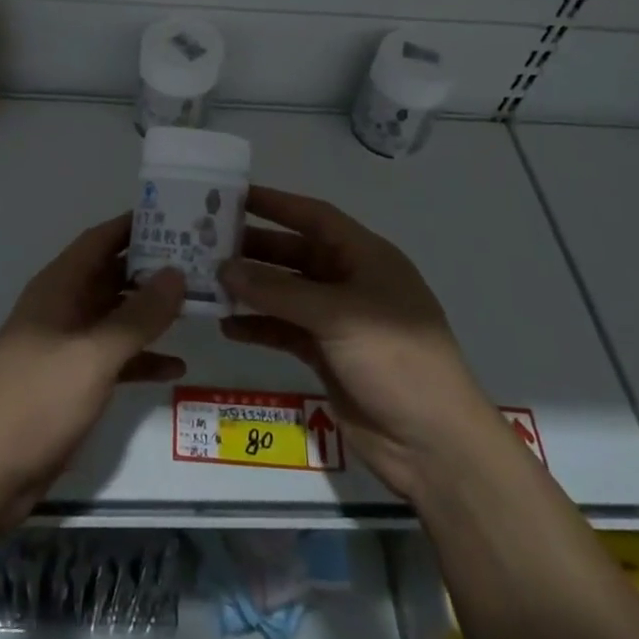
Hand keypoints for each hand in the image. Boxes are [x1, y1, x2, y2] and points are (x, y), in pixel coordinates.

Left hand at [0, 215, 185, 523]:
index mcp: (57, 288)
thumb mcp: (94, 354)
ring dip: (151, 313)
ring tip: (198, 305)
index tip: (176, 216)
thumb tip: (177, 273)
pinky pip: (115, 357)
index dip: (133, 225)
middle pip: (111, 275)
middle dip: (151, 269)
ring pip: (116, 316)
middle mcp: (62, 308)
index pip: (98, 241)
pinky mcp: (73, 380)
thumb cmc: (40, 400)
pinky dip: (142, 357)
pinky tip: (176, 366)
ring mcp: (67, 345)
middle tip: (200, 261)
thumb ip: (138, 315)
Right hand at [219, 186, 490, 500]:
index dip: (276, 204)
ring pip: (286, 294)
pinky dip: (259, 327)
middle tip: (206, 244)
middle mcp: (351, 282)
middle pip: (295, 255)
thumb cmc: (395, 359)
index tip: (232, 196)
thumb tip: (224, 268)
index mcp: (366, 258)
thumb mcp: (338, 316)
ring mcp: (338, 321)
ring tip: (208, 284)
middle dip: (255, 249)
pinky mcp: (327, 355)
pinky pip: (285, 331)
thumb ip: (278, 292)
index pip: (315, 217)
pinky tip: (228, 327)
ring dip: (251, 290)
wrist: (432, 442)